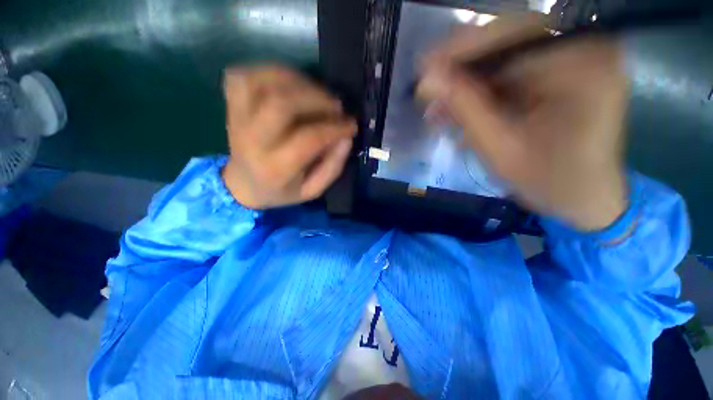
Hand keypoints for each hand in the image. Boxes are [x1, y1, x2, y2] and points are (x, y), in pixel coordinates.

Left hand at [222, 66, 355, 209]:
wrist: (242, 186)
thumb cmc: (281, 191)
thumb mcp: (313, 191)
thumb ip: (332, 167)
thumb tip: (346, 137)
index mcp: (276, 168)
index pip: (309, 138)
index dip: (335, 127)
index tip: (351, 125)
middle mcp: (253, 141)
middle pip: (282, 103)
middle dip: (317, 98)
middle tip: (336, 105)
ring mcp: (237, 119)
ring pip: (262, 82)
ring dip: (298, 80)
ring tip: (317, 93)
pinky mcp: (230, 106)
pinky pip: (244, 75)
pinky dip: (270, 72)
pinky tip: (291, 83)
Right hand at [417, 15, 628, 230]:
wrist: (585, 198)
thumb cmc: (550, 181)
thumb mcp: (499, 148)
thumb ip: (464, 109)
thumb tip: (428, 79)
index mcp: (580, 63)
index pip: (509, 36)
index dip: (460, 51)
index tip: (424, 68)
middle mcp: (583, 48)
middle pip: (506, 43)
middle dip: (462, 72)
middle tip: (430, 94)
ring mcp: (574, 59)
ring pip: (505, 60)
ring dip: (468, 86)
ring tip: (440, 112)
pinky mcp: (563, 74)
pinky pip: (513, 74)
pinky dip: (483, 94)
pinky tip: (461, 114)